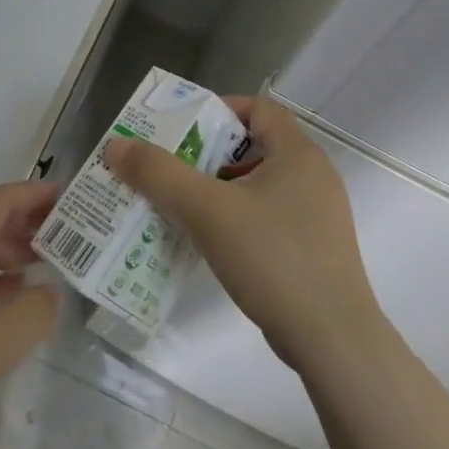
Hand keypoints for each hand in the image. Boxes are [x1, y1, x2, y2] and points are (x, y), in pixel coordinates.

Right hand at [106, 95, 380, 372]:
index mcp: (298, 154)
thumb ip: (159, 174)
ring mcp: (318, 215)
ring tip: (181, 205)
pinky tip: (210, 241)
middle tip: (170, 167)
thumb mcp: (206, 211)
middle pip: (255, 146)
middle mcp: (314, 176)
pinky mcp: (314, 249)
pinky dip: (237, 217)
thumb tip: (116, 146)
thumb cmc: (273, 259)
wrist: (332, 340)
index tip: (183, 128)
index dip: (219, 110)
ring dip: (219, 188)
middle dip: (209, 153)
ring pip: (259, 184)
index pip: (259, 109)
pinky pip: (269, 216)